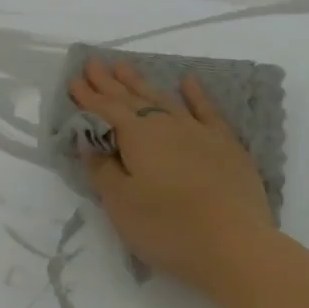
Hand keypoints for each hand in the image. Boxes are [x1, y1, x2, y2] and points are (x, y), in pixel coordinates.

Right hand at [68, 58, 277, 298]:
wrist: (235, 244)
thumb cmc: (169, 228)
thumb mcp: (122, 205)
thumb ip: (103, 169)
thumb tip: (90, 140)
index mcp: (138, 137)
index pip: (106, 111)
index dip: (88, 97)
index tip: (74, 80)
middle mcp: (167, 125)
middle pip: (133, 99)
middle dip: (110, 82)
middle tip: (94, 63)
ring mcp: (199, 131)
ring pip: (164, 99)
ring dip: (142, 83)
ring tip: (125, 67)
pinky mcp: (226, 144)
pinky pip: (206, 110)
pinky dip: (195, 93)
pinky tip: (188, 81)